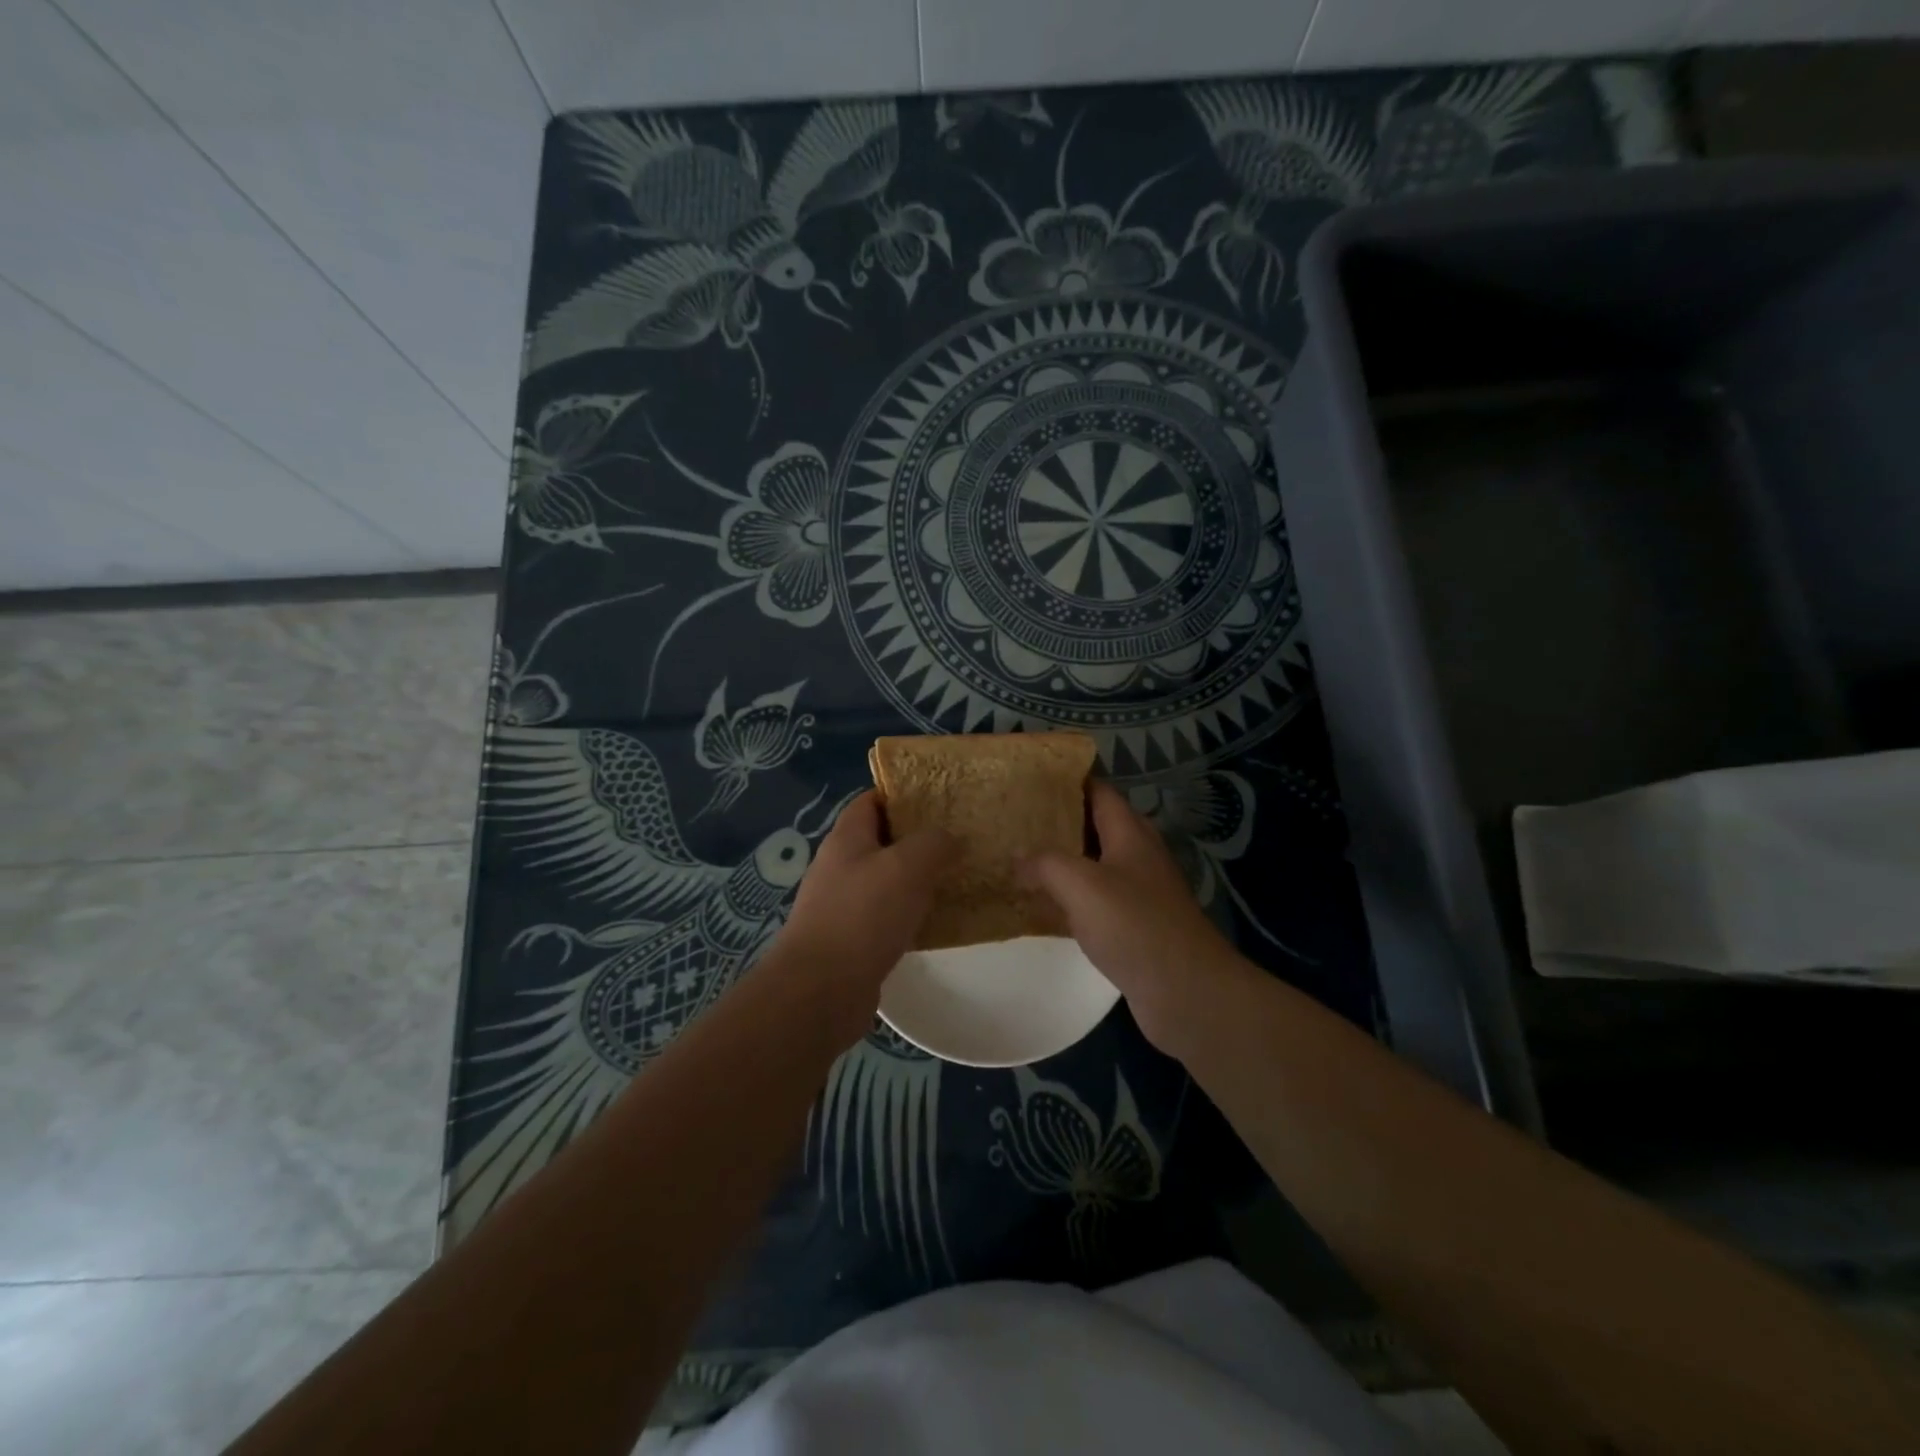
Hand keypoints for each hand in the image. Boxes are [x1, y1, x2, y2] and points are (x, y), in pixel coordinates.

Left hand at [765, 792, 955, 1047]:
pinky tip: (940, 922)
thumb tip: (949, 837)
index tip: (941, 798)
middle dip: (919, 838)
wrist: (821, 991)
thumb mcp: (907, 866)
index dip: (903, 794)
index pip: (872, 800)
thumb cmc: (863, 916)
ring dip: (918, 880)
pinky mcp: (852, 940)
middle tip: (960, 839)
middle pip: (882, 840)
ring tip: (958, 877)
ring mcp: (843, 905)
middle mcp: (841, 866)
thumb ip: (933, 843)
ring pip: (888, 881)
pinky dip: (912, 915)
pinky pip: (888, 916)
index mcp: (847, 838)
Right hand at [1026, 781, 1252, 1054]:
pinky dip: (1069, 899)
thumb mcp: (1081, 884)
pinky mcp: (1135, 927)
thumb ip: (1044, 863)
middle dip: (1058, 821)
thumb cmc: (1134, 925)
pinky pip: (1095, 902)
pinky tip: (1041, 907)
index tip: (1030, 779)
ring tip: (1019, 859)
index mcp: (1130, 833)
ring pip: (1094, 866)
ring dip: (1062, 862)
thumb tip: (1016, 856)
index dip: (1068, 781)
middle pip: (1096, 826)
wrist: (1186, 992)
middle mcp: (1138, 856)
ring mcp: (1139, 893)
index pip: (1099, 791)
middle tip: (1016, 820)